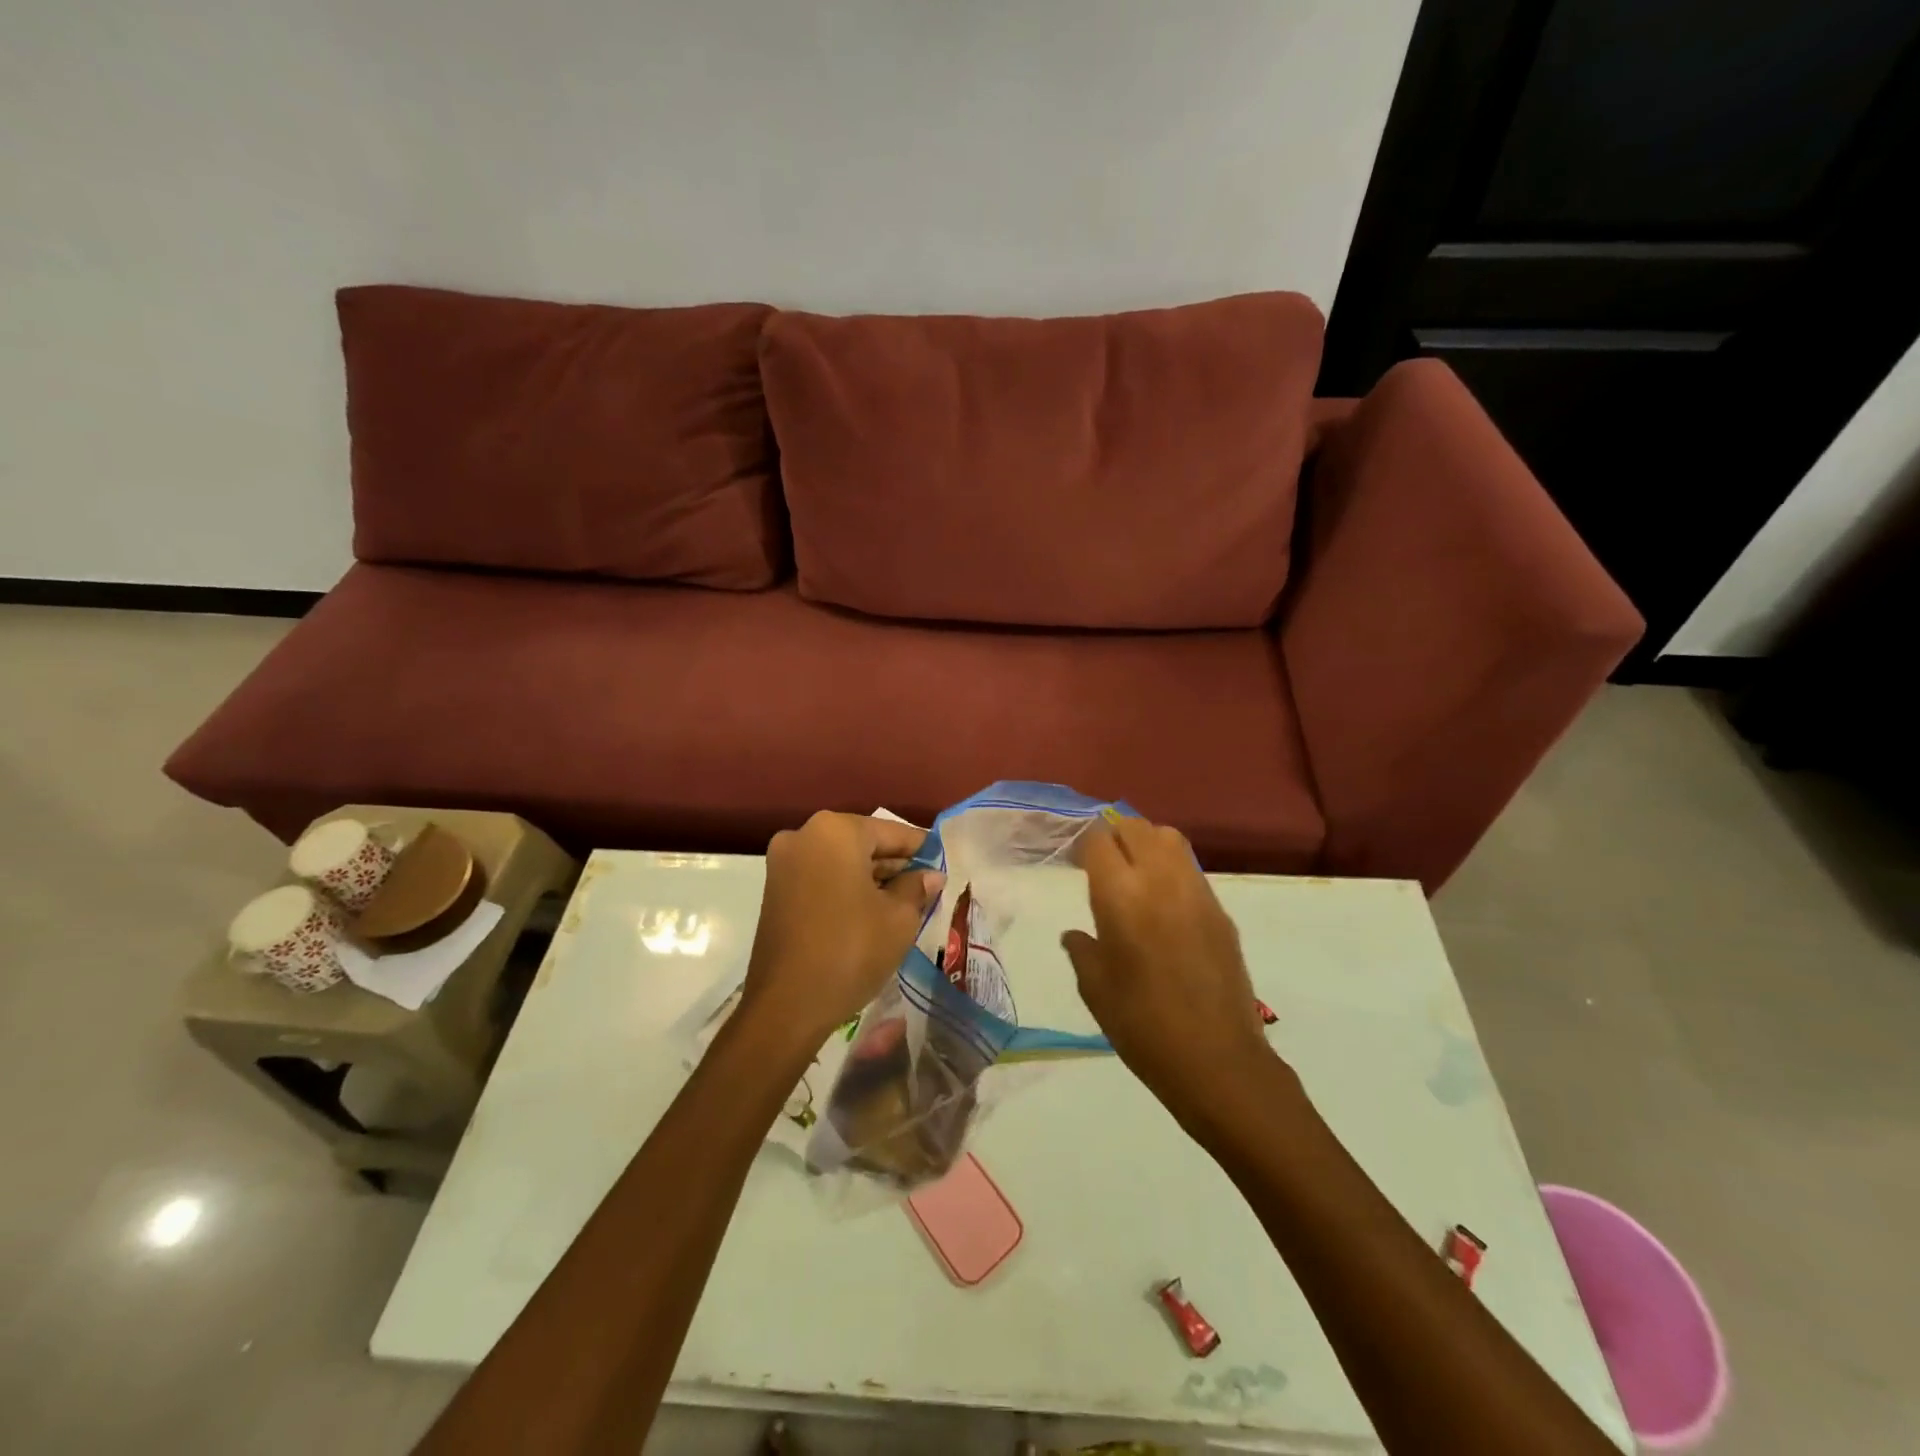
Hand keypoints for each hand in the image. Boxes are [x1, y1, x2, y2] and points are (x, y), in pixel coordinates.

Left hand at [743, 812, 945, 1046]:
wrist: (787, 1005)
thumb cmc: (851, 950)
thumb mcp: (899, 918)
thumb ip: (917, 887)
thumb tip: (931, 875)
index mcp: (835, 831)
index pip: (892, 832)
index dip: (922, 849)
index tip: (944, 864)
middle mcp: (804, 835)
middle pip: (863, 843)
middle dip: (895, 865)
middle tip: (927, 887)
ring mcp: (784, 863)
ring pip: (841, 861)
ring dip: (871, 878)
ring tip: (905, 902)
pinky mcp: (775, 890)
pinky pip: (821, 878)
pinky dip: (846, 889)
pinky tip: (872, 912)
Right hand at [1062, 817, 1274, 1121]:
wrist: (1217, 1060)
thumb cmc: (1142, 1026)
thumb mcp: (1095, 989)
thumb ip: (1082, 950)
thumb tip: (1076, 934)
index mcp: (1121, 897)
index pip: (1100, 841)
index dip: (1085, 844)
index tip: (1077, 862)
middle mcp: (1160, 881)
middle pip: (1137, 827)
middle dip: (1116, 834)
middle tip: (1103, 861)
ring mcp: (1197, 893)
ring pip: (1170, 839)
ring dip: (1147, 843)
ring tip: (1135, 873)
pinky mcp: (1221, 912)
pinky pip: (1191, 870)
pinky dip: (1172, 869)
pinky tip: (1163, 904)